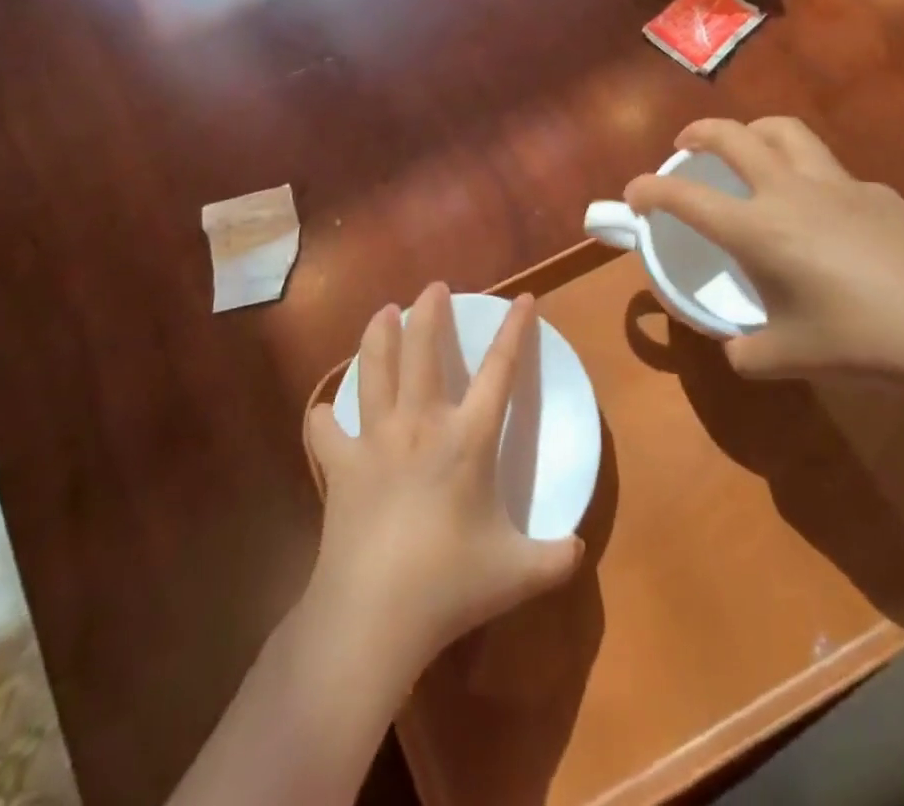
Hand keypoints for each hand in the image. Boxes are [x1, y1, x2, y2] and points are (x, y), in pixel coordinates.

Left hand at [303, 284, 583, 674]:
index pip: (500, 371)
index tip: (523, 298)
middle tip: (432, 287)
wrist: (372, 615)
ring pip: (374, 369)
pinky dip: (325, 416)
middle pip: (423, 350)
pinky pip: (327, 430)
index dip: (514, 330)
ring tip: (382, 311)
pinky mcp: (340, 465)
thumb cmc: (448, 585)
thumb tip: (579, 547)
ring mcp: (375, 440)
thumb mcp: (517, 574)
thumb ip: (555, 557)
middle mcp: (420, 424)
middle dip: (429, 311)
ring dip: (378, 335)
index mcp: (467, 438)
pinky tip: (324, 411)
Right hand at [624, 117, 903, 389]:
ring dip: (753, 131)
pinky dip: (807, 176)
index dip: (649, 189)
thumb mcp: (787, 358)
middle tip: (687, 145)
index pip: (684, 196)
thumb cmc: (861, 343)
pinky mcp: (878, 192)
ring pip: (785, 131)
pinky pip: (830, 170)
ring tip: (747, 150)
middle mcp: (790, 192)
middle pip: (733, 135)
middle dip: (698, 132)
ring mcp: (838, 184)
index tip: (634, 194)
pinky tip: (823, 215)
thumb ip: (747, 351)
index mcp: (757, 229)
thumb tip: (736, 348)